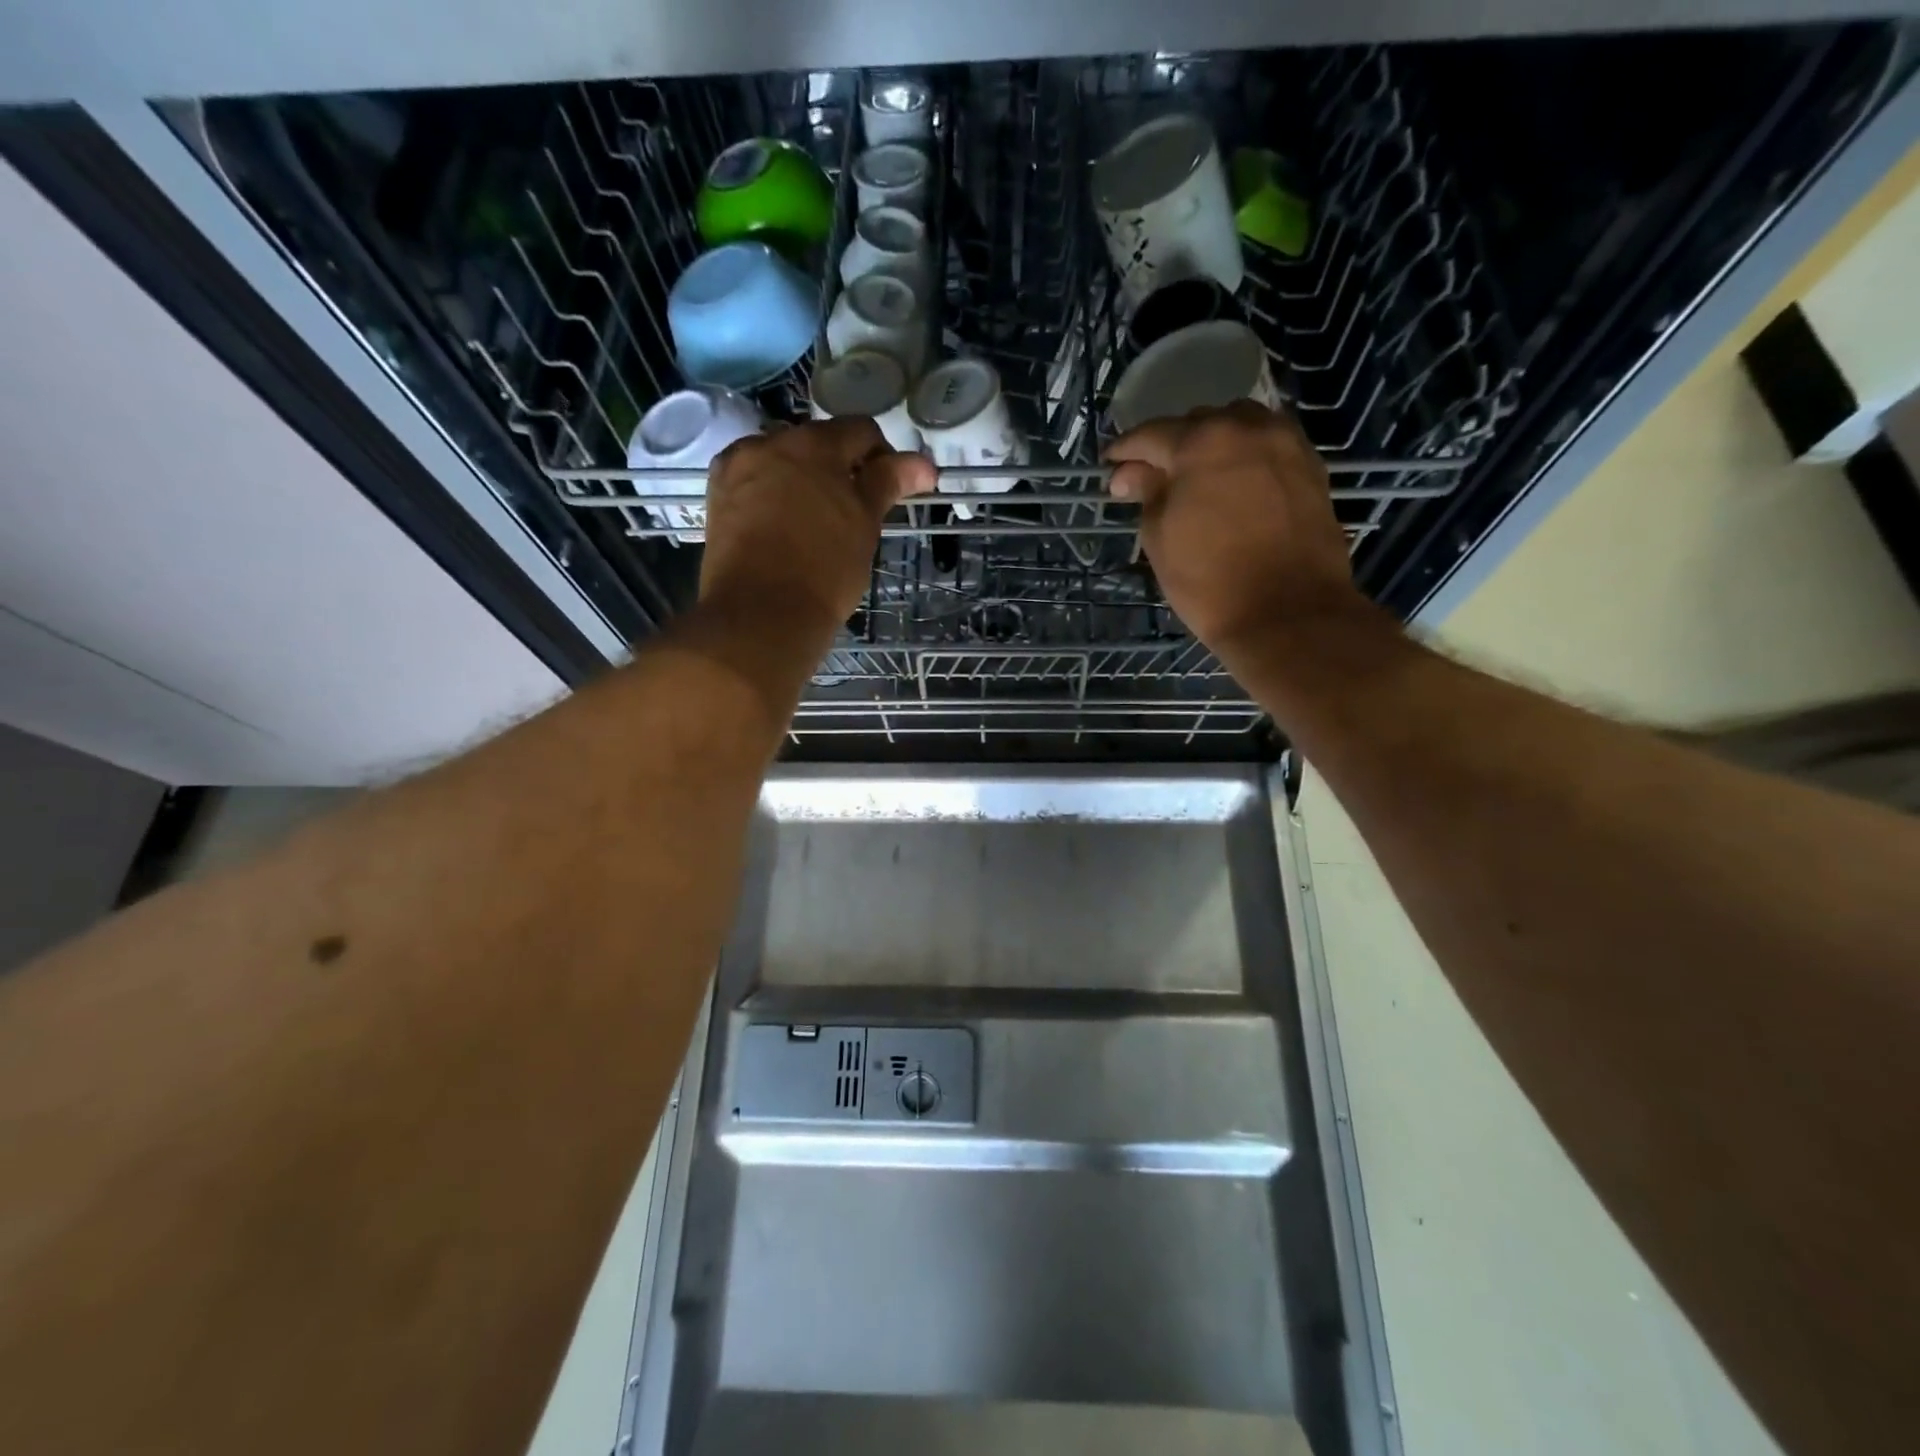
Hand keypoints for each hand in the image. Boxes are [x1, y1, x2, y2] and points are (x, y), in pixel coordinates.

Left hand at [699, 419, 933, 629]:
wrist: (760, 615)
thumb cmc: (824, 571)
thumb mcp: (865, 525)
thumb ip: (889, 483)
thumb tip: (923, 464)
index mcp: (813, 444)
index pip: (860, 432)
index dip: (884, 458)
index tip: (891, 491)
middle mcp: (770, 443)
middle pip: (818, 442)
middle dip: (841, 468)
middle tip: (856, 511)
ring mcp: (738, 468)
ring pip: (784, 461)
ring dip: (805, 479)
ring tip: (817, 521)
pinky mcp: (718, 496)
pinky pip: (755, 481)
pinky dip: (774, 493)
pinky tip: (783, 524)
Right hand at [1106, 401, 1365, 652]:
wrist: (1287, 613)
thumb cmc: (1209, 580)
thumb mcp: (1159, 537)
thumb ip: (1146, 493)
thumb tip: (1130, 473)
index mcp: (1202, 442)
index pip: (1151, 434)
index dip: (1125, 450)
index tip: (1109, 465)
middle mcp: (1247, 428)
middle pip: (1198, 424)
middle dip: (1170, 446)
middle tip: (1151, 478)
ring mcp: (1285, 444)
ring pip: (1239, 426)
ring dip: (1212, 443)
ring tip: (1196, 475)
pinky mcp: (1311, 467)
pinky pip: (1268, 446)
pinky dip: (1245, 455)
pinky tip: (1233, 481)